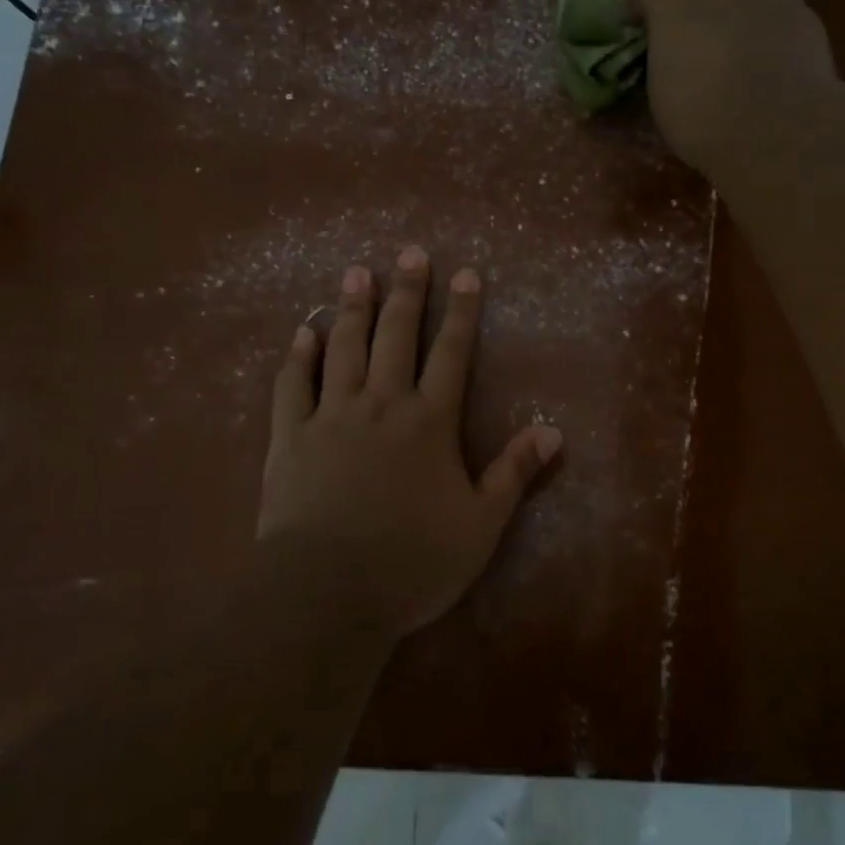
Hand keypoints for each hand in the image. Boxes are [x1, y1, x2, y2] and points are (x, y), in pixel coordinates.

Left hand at [256, 248, 561, 640]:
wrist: (327, 592)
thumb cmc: (413, 561)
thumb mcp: (481, 524)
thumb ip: (514, 473)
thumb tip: (553, 431)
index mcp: (429, 422)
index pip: (451, 354)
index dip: (461, 312)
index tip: (465, 273)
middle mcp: (382, 404)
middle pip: (397, 336)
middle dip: (408, 292)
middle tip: (410, 253)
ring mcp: (332, 416)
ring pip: (344, 348)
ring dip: (352, 308)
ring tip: (357, 272)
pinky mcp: (291, 436)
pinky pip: (293, 385)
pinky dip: (299, 356)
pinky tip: (302, 332)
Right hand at [628, 0, 840, 171]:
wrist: (778, 124)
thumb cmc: (703, 117)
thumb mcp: (662, 92)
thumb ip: (663, 55)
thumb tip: (670, 53)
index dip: (637, 5)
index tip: (638, 27)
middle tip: (686, 13)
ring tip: (727, 25)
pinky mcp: (797, 0)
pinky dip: (760, 11)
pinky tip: (761, 43)